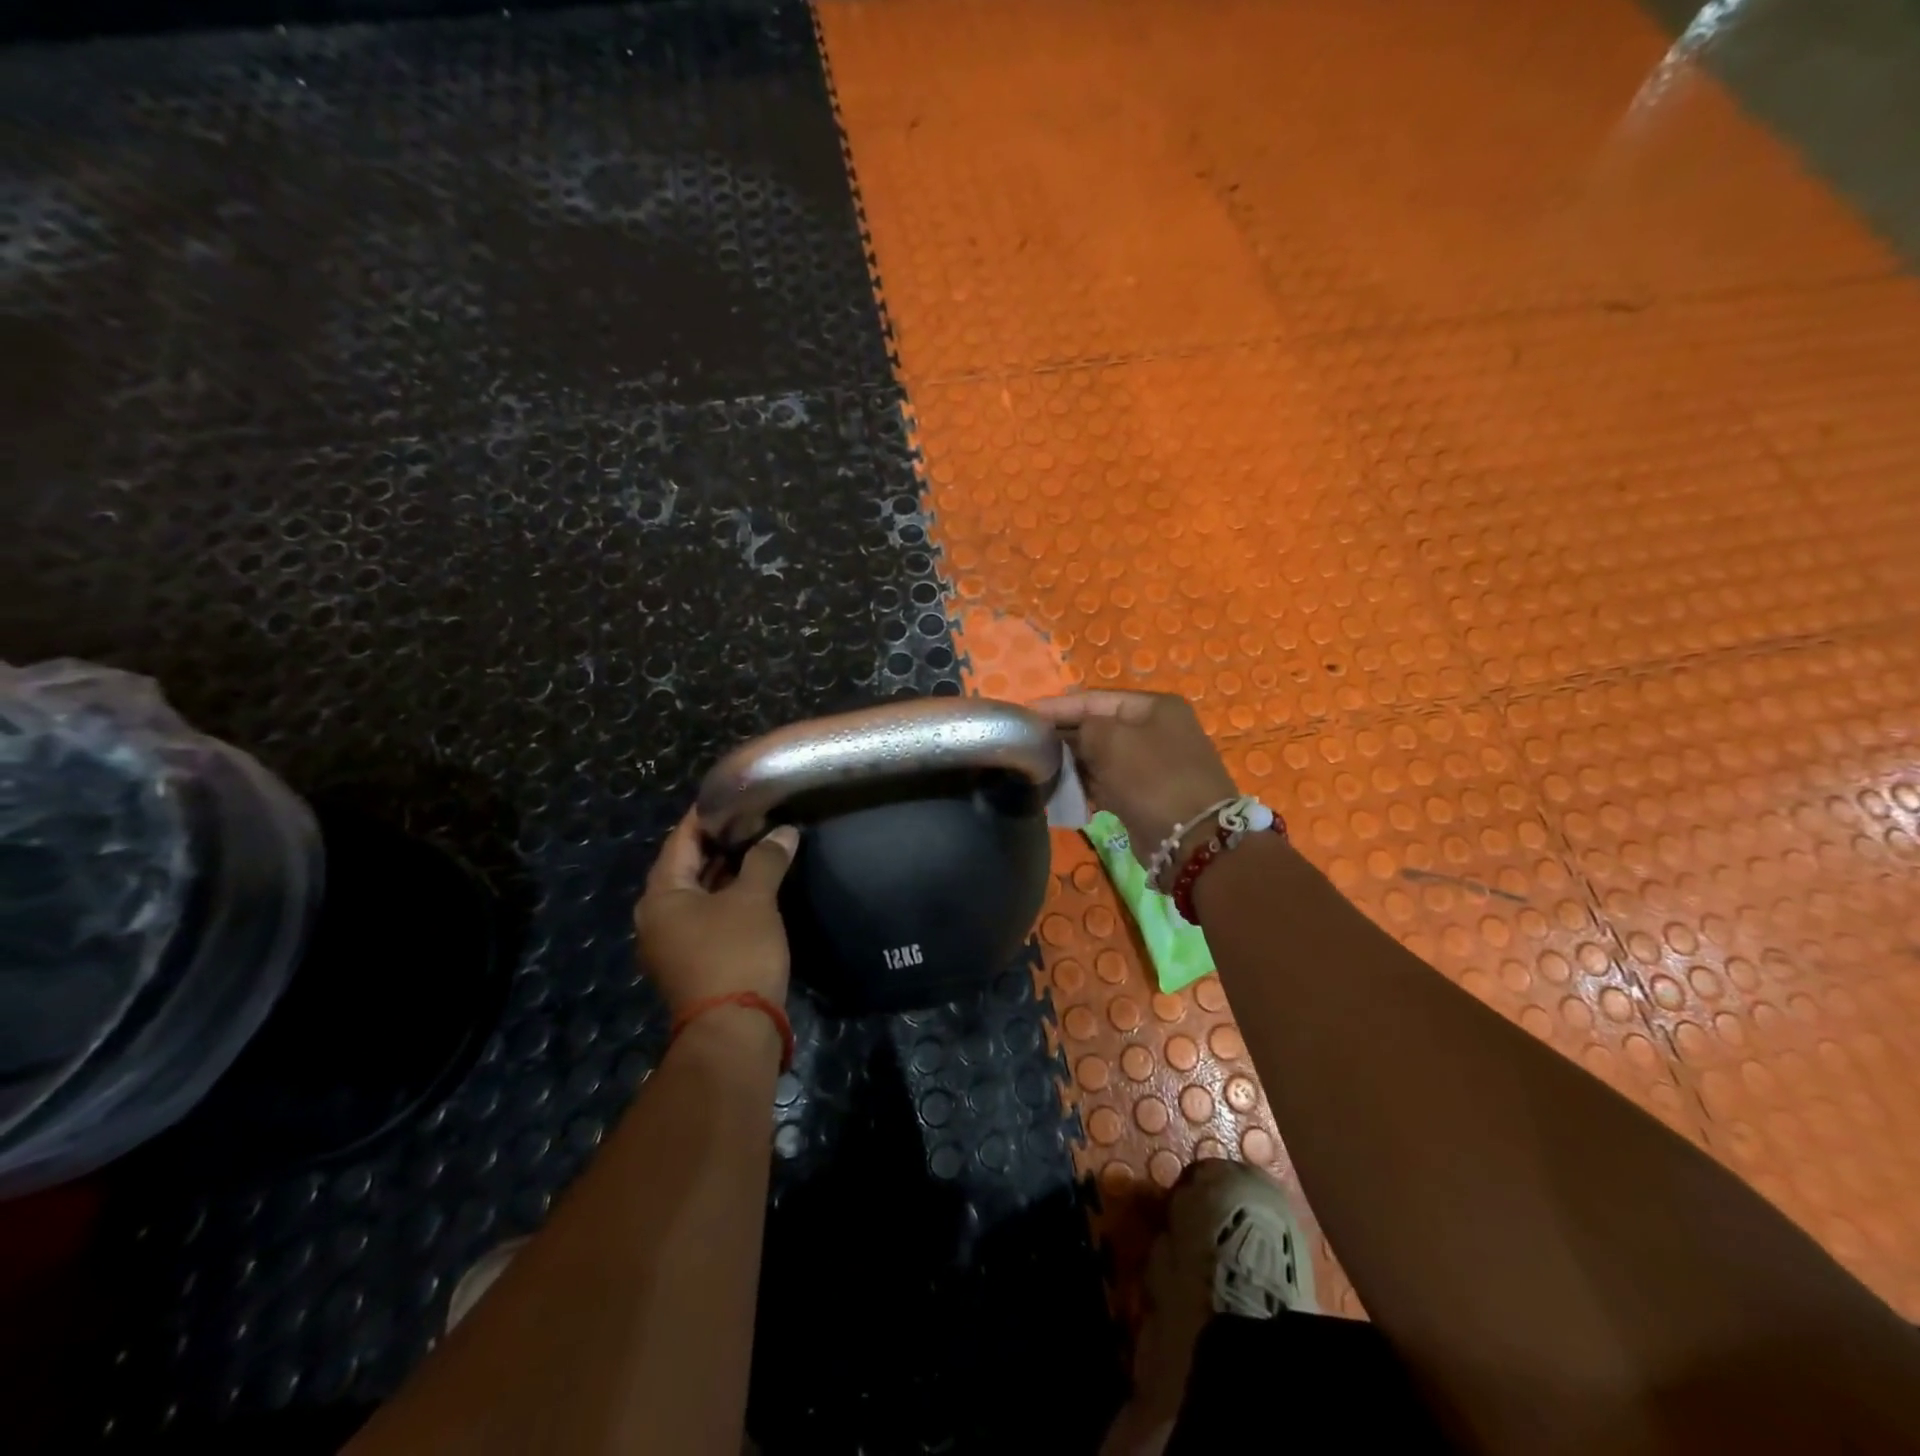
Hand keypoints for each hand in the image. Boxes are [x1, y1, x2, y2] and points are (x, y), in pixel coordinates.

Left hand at [633, 811, 799, 1012]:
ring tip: (761, 846)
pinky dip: (729, 897)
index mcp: (661, 895)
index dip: (707, 815)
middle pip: (688, 866)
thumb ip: (766, 859)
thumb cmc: (735, 954)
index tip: (735, 795)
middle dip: (721, 843)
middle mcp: (658, 917)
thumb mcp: (754, 900)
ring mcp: (673, 943)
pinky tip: (758, 888)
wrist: (734, 1031)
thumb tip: (784, 832)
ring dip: (727, 872)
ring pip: (700, 893)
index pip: (681, 840)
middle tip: (755, 818)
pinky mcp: (693, 962)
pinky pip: (709, 916)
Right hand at [1028, 691, 1236, 869]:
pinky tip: (1063, 793)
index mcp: (1154, 707)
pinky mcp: (1145, 795)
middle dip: (1064, 736)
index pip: (1094, 699)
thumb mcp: (1111, 740)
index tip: (1023, 715)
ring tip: (1040, 769)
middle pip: (1098, 727)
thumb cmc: (1152, 778)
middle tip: (1027, 745)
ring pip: (1100, 757)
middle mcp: (1155, 731)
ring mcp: (1152, 765)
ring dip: (1073, 764)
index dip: (1057, 706)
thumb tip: (1065, 734)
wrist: (1193, 840)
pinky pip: (1107, 783)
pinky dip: (1086, 786)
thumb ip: (1082, 727)